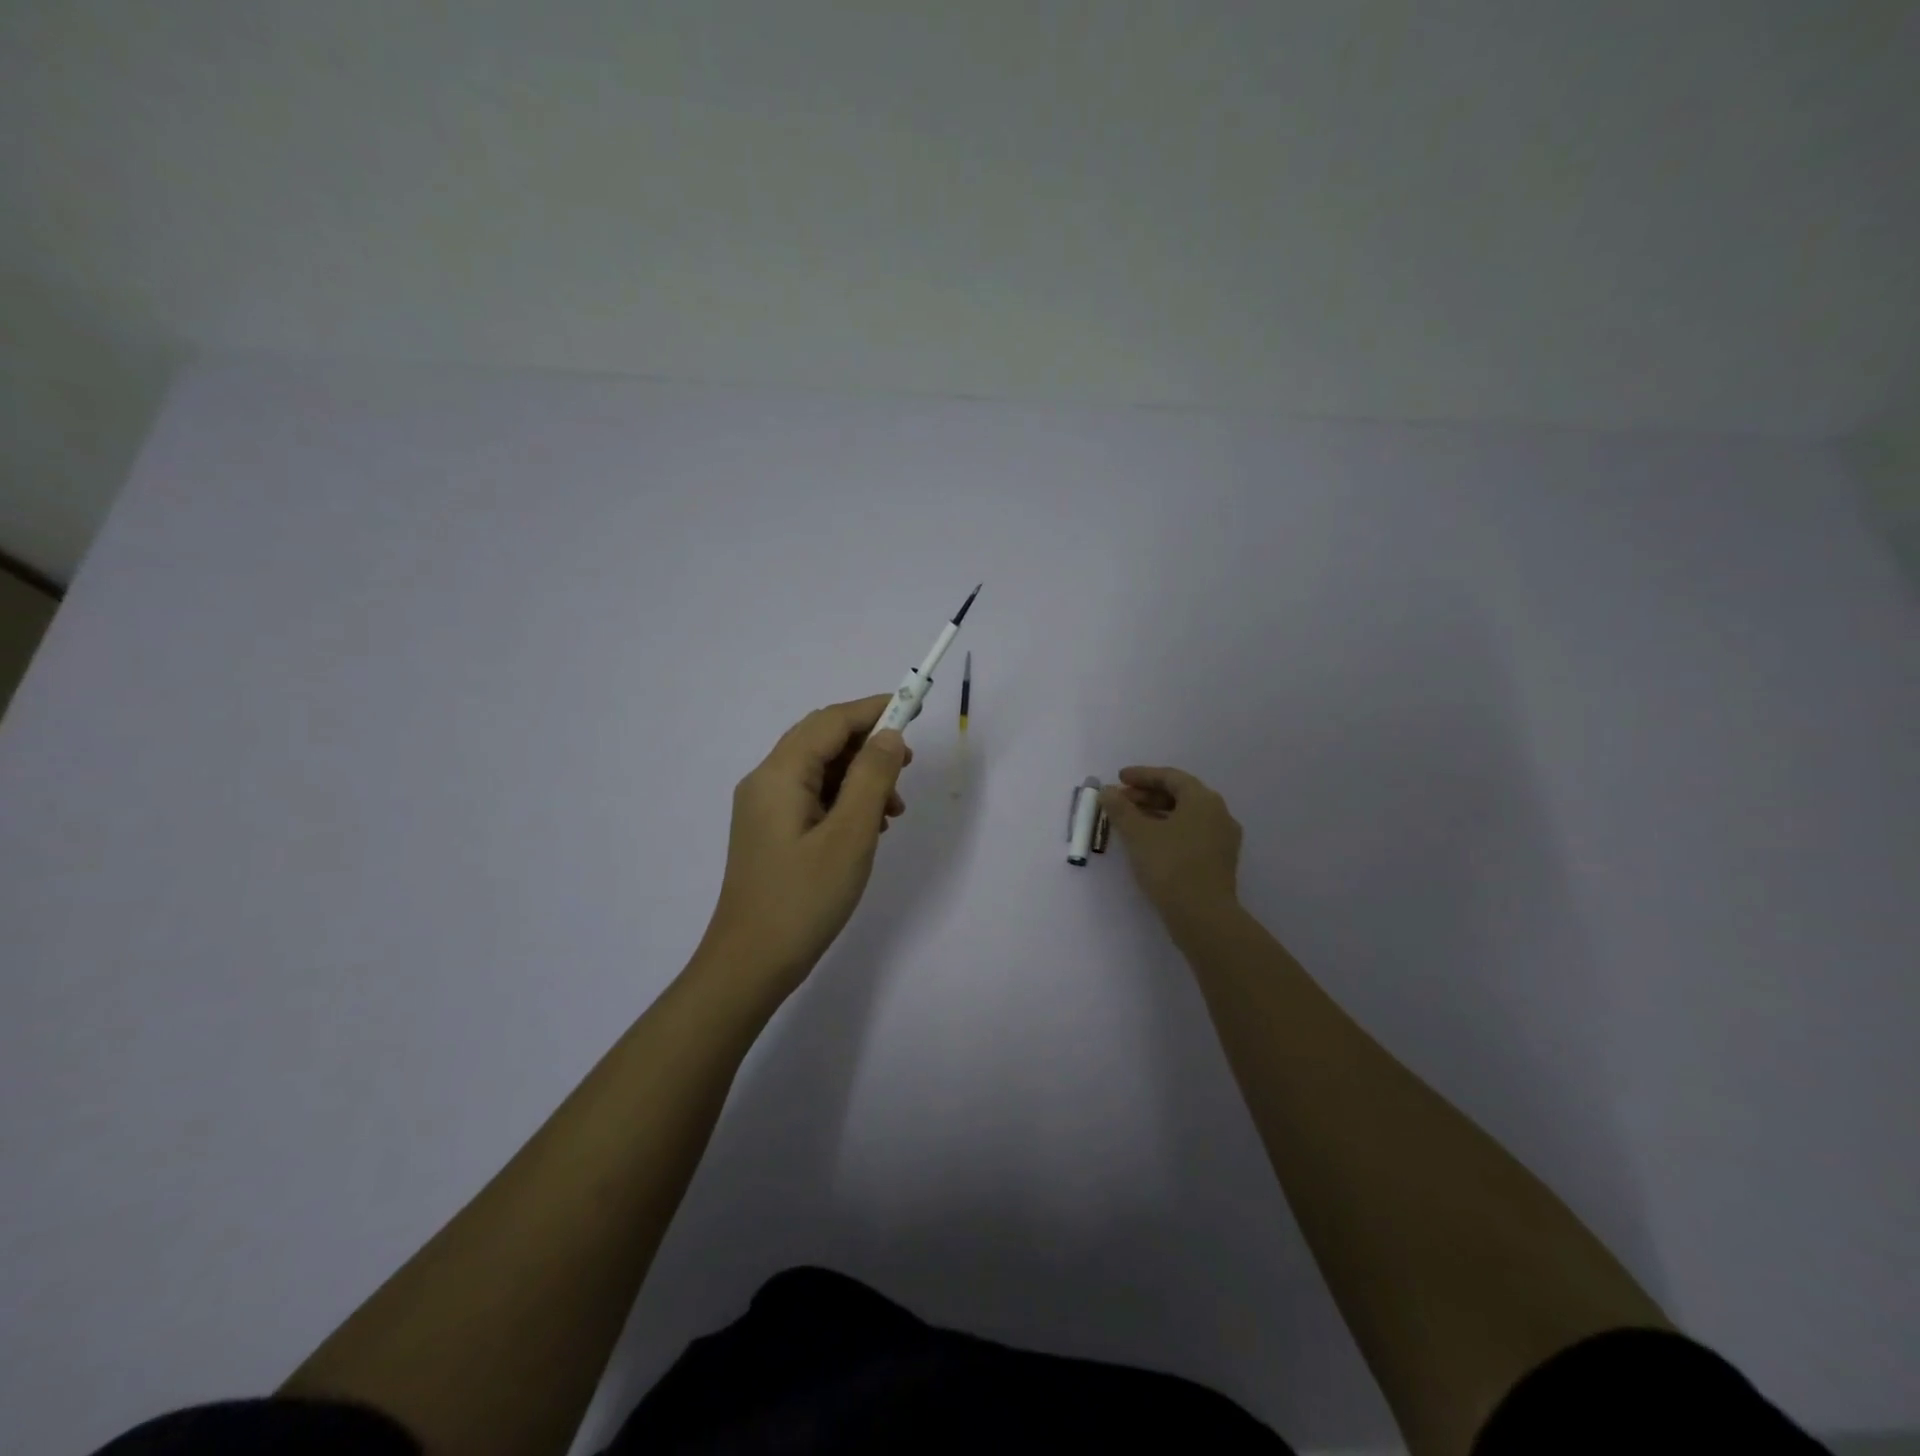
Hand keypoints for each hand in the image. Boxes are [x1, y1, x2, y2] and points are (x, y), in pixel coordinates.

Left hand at [698, 695, 910, 1000]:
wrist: (750, 965)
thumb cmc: (803, 900)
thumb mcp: (850, 836)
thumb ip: (871, 778)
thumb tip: (888, 735)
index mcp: (779, 775)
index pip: (830, 721)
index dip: (873, 710)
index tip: (914, 709)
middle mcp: (766, 782)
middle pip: (822, 740)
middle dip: (869, 746)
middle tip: (907, 770)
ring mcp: (764, 808)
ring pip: (820, 770)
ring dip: (860, 777)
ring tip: (893, 811)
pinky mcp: (771, 832)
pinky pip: (812, 797)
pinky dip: (845, 800)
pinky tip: (869, 829)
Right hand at [1100, 766, 1241, 920]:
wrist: (1203, 916)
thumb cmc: (1170, 865)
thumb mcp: (1138, 834)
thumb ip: (1120, 808)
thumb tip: (1107, 791)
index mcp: (1203, 800)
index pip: (1170, 777)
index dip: (1142, 775)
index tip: (1119, 778)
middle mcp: (1219, 814)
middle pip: (1180, 795)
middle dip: (1148, 795)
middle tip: (1121, 801)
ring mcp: (1223, 839)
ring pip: (1186, 816)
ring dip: (1157, 813)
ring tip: (1130, 821)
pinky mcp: (1220, 861)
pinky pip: (1192, 834)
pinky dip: (1169, 830)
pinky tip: (1149, 842)